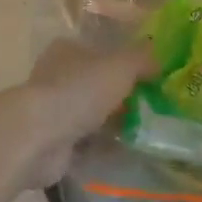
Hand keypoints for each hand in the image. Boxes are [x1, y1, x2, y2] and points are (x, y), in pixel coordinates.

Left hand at [21, 39, 156, 185]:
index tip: (147, 78)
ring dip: (112, 123)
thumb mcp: (120, 66)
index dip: (121, 63)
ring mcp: (52, 111)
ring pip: (90, 114)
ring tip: (144, 132)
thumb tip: (160, 61)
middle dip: (119, 97)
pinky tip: (126, 152)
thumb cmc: (80, 91)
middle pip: (94, 84)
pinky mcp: (52, 142)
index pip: (97, 51)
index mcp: (66, 50)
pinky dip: (102, 146)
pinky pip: (85, 142)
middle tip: (150, 107)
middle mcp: (55, 76)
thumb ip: (141, 60)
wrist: (40, 136)